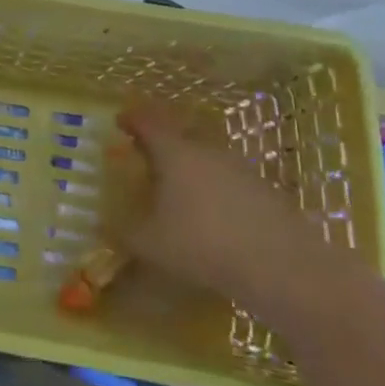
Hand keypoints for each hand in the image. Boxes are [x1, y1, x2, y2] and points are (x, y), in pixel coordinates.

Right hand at [116, 101, 328, 300]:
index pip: (147, 123)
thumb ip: (124, 232)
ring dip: (191, 167)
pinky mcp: (265, 191)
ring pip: (207, 158)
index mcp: (174, 153)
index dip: (132, 120)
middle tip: (147, 157)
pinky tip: (213, 215)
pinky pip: (230, 181)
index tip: (120, 121)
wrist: (282, 266)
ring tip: (179, 189)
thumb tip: (102, 226)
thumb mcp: (151, 244)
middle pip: (180, 135)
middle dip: (162, 143)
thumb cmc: (203, 244)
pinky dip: (216, 190)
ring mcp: (240, 169)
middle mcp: (206, 150)